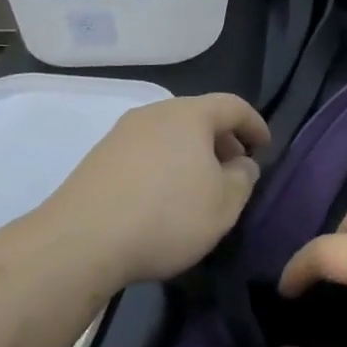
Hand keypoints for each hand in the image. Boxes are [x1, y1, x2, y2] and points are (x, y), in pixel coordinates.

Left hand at [45, 93, 268, 291]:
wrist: (80, 241)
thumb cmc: (166, 216)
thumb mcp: (224, 205)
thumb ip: (243, 179)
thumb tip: (241, 164)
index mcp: (190, 114)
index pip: (233, 106)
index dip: (254, 124)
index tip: (265, 146)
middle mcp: (155, 113)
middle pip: (198, 116)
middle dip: (222, 139)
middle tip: (235, 168)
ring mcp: (122, 133)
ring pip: (169, 134)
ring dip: (191, 153)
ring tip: (199, 186)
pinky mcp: (98, 158)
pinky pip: (145, 152)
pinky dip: (164, 165)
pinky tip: (162, 198)